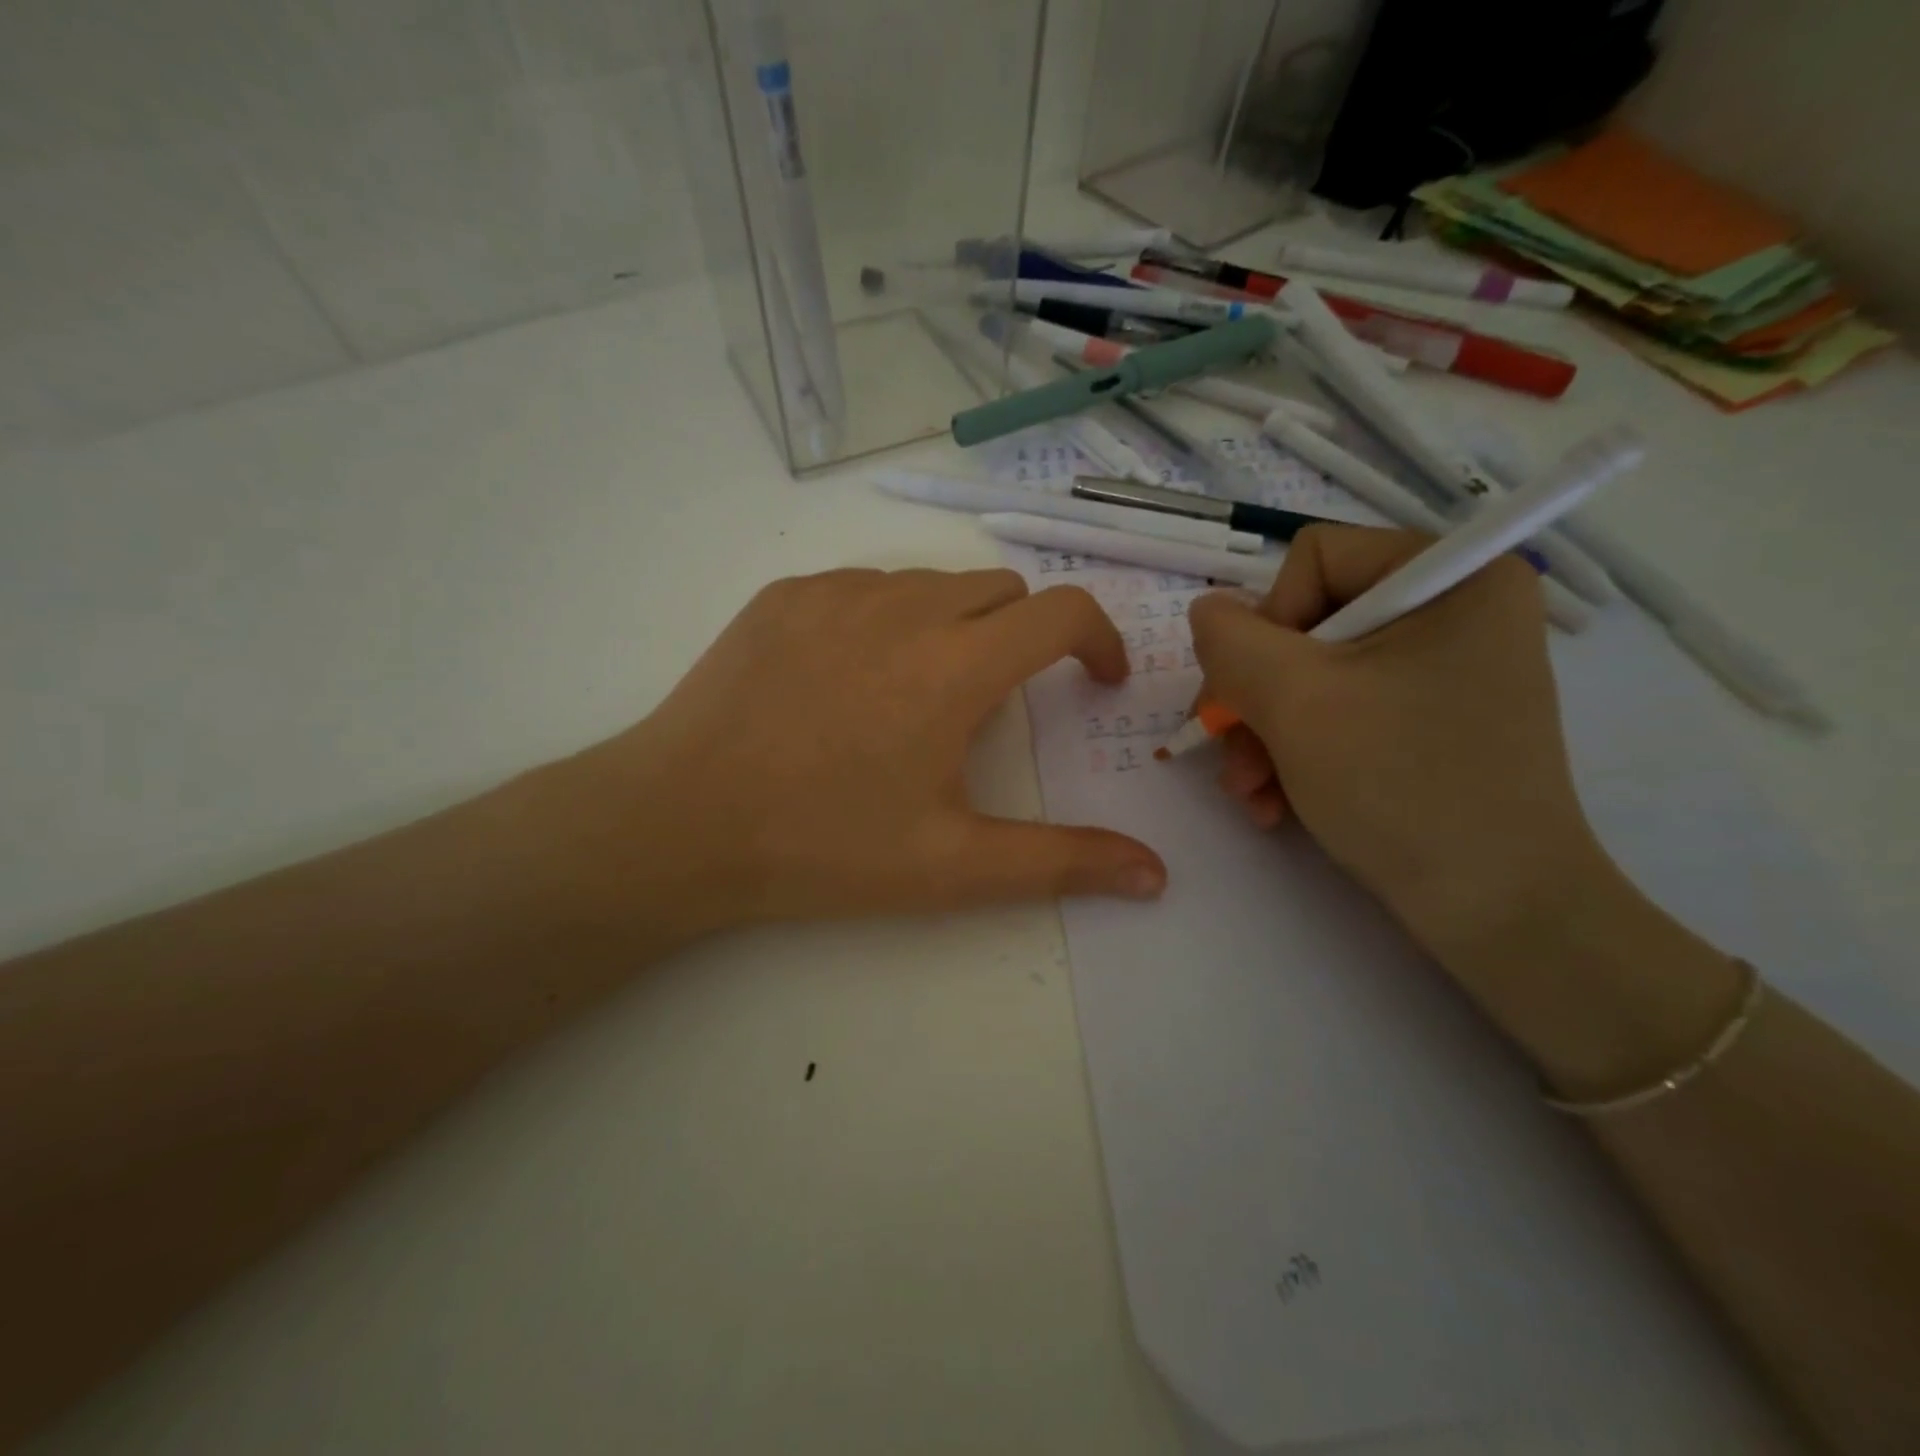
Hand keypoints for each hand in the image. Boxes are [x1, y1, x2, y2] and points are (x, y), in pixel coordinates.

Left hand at [533, 568, 1167, 939]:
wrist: (679, 822)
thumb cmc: (824, 847)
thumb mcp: (953, 867)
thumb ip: (1063, 862)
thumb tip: (1156, 873)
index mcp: (956, 664)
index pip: (1063, 611)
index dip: (1099, 640)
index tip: (1097, 680)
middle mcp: (904, 606)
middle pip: (1001, 590)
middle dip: (1024, 636)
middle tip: (997, 704)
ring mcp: (836, 592)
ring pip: (931, 584)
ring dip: (954, 626)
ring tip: (918, 697)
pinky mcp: (784, 595)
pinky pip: (863, 587)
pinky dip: (886, 619)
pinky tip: (850, 682)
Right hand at [1186, 526, 1607, 971]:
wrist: (1496, 912)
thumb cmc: (1401, 787)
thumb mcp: (1294, 701)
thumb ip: (1231, 640)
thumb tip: (1209, 613)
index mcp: (1452, 577)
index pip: (1314, 559)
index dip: (1266, 623)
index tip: (1253, 693)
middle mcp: (1455, 612)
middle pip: (1307, 625)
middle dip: (1256, 697)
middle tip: (1231, 753)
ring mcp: (1443, 671)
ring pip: (1313, 677)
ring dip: (1264, 735)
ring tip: (1251, 793)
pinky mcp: (1430, 721)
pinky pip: (1340, 713)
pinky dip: (1297, 754)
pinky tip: (1276, 804)